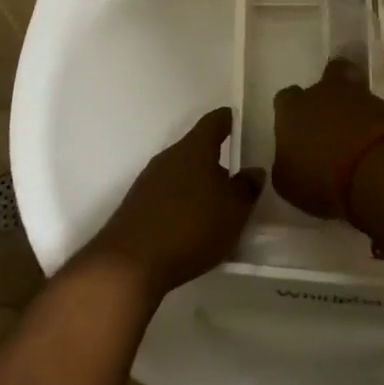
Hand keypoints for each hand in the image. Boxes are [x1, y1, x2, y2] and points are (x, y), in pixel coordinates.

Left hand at [84, 108, 264, 299]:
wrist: (129, 264)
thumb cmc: (190, 227)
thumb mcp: (234, 211)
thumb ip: (247, 188)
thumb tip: (253, 171)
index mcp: (194, 148)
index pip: (214, 122)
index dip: (227, 120)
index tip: (237, 122)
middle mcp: (169, 157)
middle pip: (196, 149)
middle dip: (215, 160)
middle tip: (235, 177)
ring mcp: (148, 181)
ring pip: (180, 173)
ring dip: (197, 184)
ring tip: (215, 207)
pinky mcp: (136, 206)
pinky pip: (166, 195)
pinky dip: (181, 203)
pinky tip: (190, 226)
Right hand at [271, 59, 383, 220]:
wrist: (378, 170)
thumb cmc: (321, 178)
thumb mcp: (288, 184)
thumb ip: (286, 166)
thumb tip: (290, 161)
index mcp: (293, 109)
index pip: (285, 99)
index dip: (290, 113)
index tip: (296, 133)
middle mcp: (324, 93)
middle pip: (328, 75)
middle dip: (329, 91)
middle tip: (331, 119)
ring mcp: (361, 97)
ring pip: (356, 91)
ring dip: (355, 109)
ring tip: (357, 139)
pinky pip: (378, 112)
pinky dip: (376, 125)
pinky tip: (375, 147)